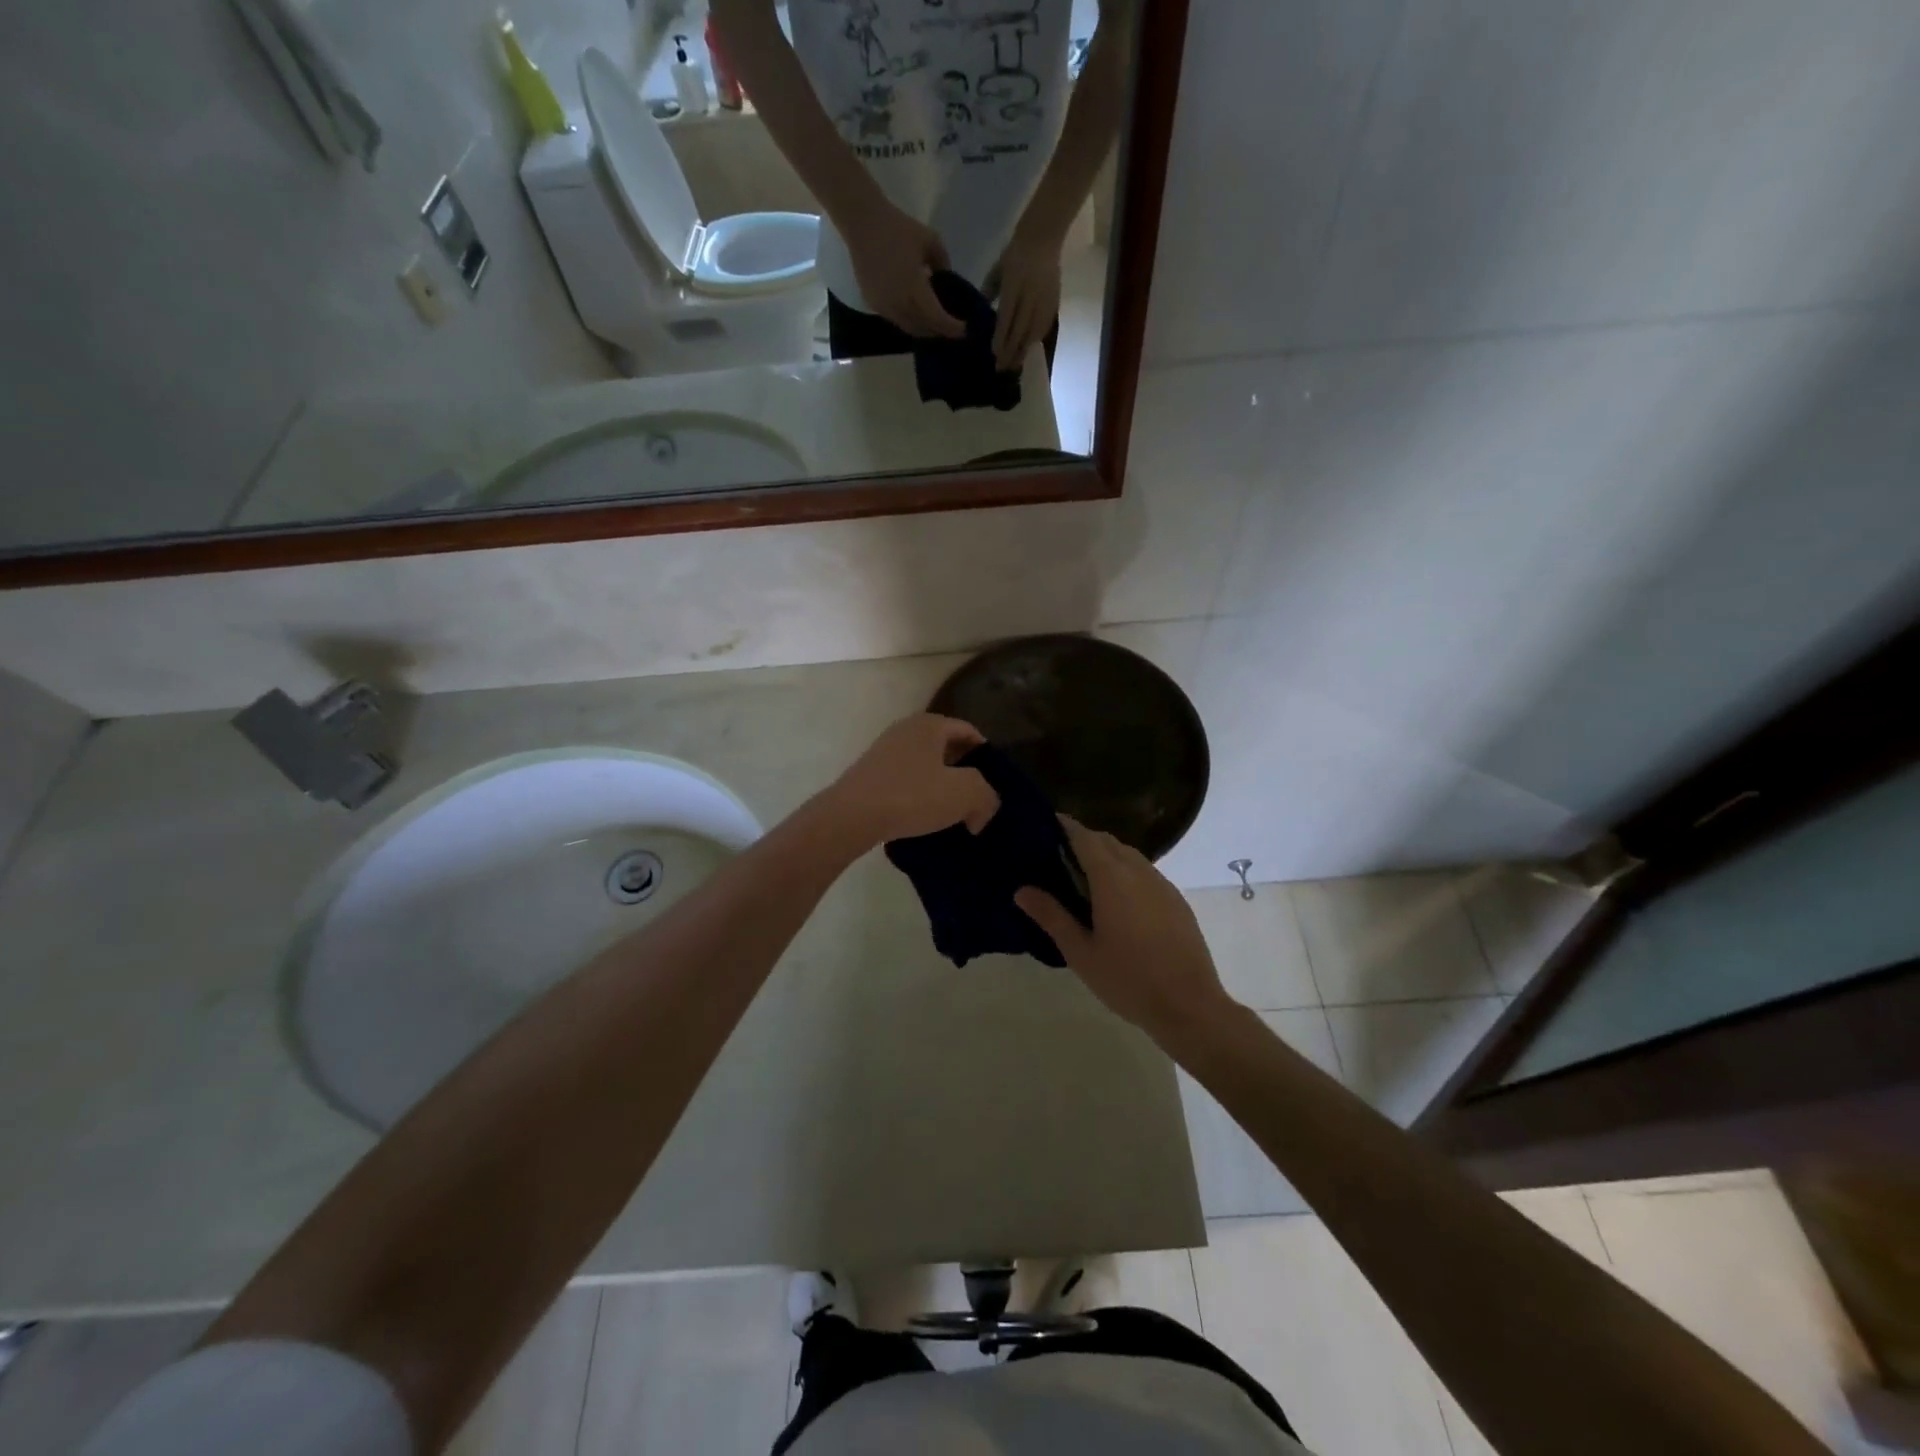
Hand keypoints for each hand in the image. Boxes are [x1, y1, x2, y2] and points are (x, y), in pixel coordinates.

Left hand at [822, 713, 998, 848]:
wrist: (851, 816)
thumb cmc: (912, 796)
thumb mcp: (964, 794)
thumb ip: (986, 796)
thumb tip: (981, 810)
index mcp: (930, 724)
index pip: (969, 731)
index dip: (987, 756)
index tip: (993, 783)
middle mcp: (906, 729)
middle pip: (946, 747)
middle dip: (963, 771)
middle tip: (976, 799)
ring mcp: (884, 750)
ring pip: (925, 764)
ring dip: (940, 784)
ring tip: (952, 812)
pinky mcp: (870, 773)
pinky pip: (905, 779)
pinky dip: (918, 794)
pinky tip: (922, 817)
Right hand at [844, 199, 966, 339]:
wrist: (863, 223)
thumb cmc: (898, 228)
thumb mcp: (931, 240)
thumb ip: (943, 263)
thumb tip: (945, 278)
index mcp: (915, 289)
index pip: (937, 319)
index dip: (952, 328)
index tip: (964, 330)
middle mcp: (899, 304)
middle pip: (923, 329)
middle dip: (939, 331)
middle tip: (950, 328)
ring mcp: (884, 306)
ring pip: (908, 328)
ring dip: (923, 329)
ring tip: (934, 324)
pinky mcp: (873, 304)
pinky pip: (895, 320)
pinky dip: (908, 321)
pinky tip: (914, 313)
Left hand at [985, 222, 1062, 371]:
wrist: (1044, 237)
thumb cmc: (1016, 252)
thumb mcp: (997, 269)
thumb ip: (989, 291)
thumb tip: (981, 313)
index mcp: (1013, 286)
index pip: (1006, 319)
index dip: (1000, 339)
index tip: (994, 355)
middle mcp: (1029, 296)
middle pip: (1020, 331)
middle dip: (1010, 352)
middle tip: (1002, 368)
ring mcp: (1043, 300)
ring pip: (1033, 333)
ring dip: (1023, 351)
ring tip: (1015, 364)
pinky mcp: (1053, 302)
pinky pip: (1044, 327)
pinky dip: (1035, 340)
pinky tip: (1028, 349)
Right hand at [1016, 817, 1233, 1044]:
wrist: (1190, 1005)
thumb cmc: (1128, 979)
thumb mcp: (1081, 952)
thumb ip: (1051, 916)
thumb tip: (1021, 890)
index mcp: (1111, 877)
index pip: (1083, 836)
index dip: (1063, 827)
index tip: (1042, 827)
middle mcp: (1138, 870)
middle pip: (1106, 841)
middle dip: (1082, 841)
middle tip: (1056, 858)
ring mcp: (1161, 884)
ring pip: (1128, 855)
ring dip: (1105, 856)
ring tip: (1083, 880)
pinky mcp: (1175, 900)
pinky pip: (1145, 873)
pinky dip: (1125, 873)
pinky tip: (1116, 902)